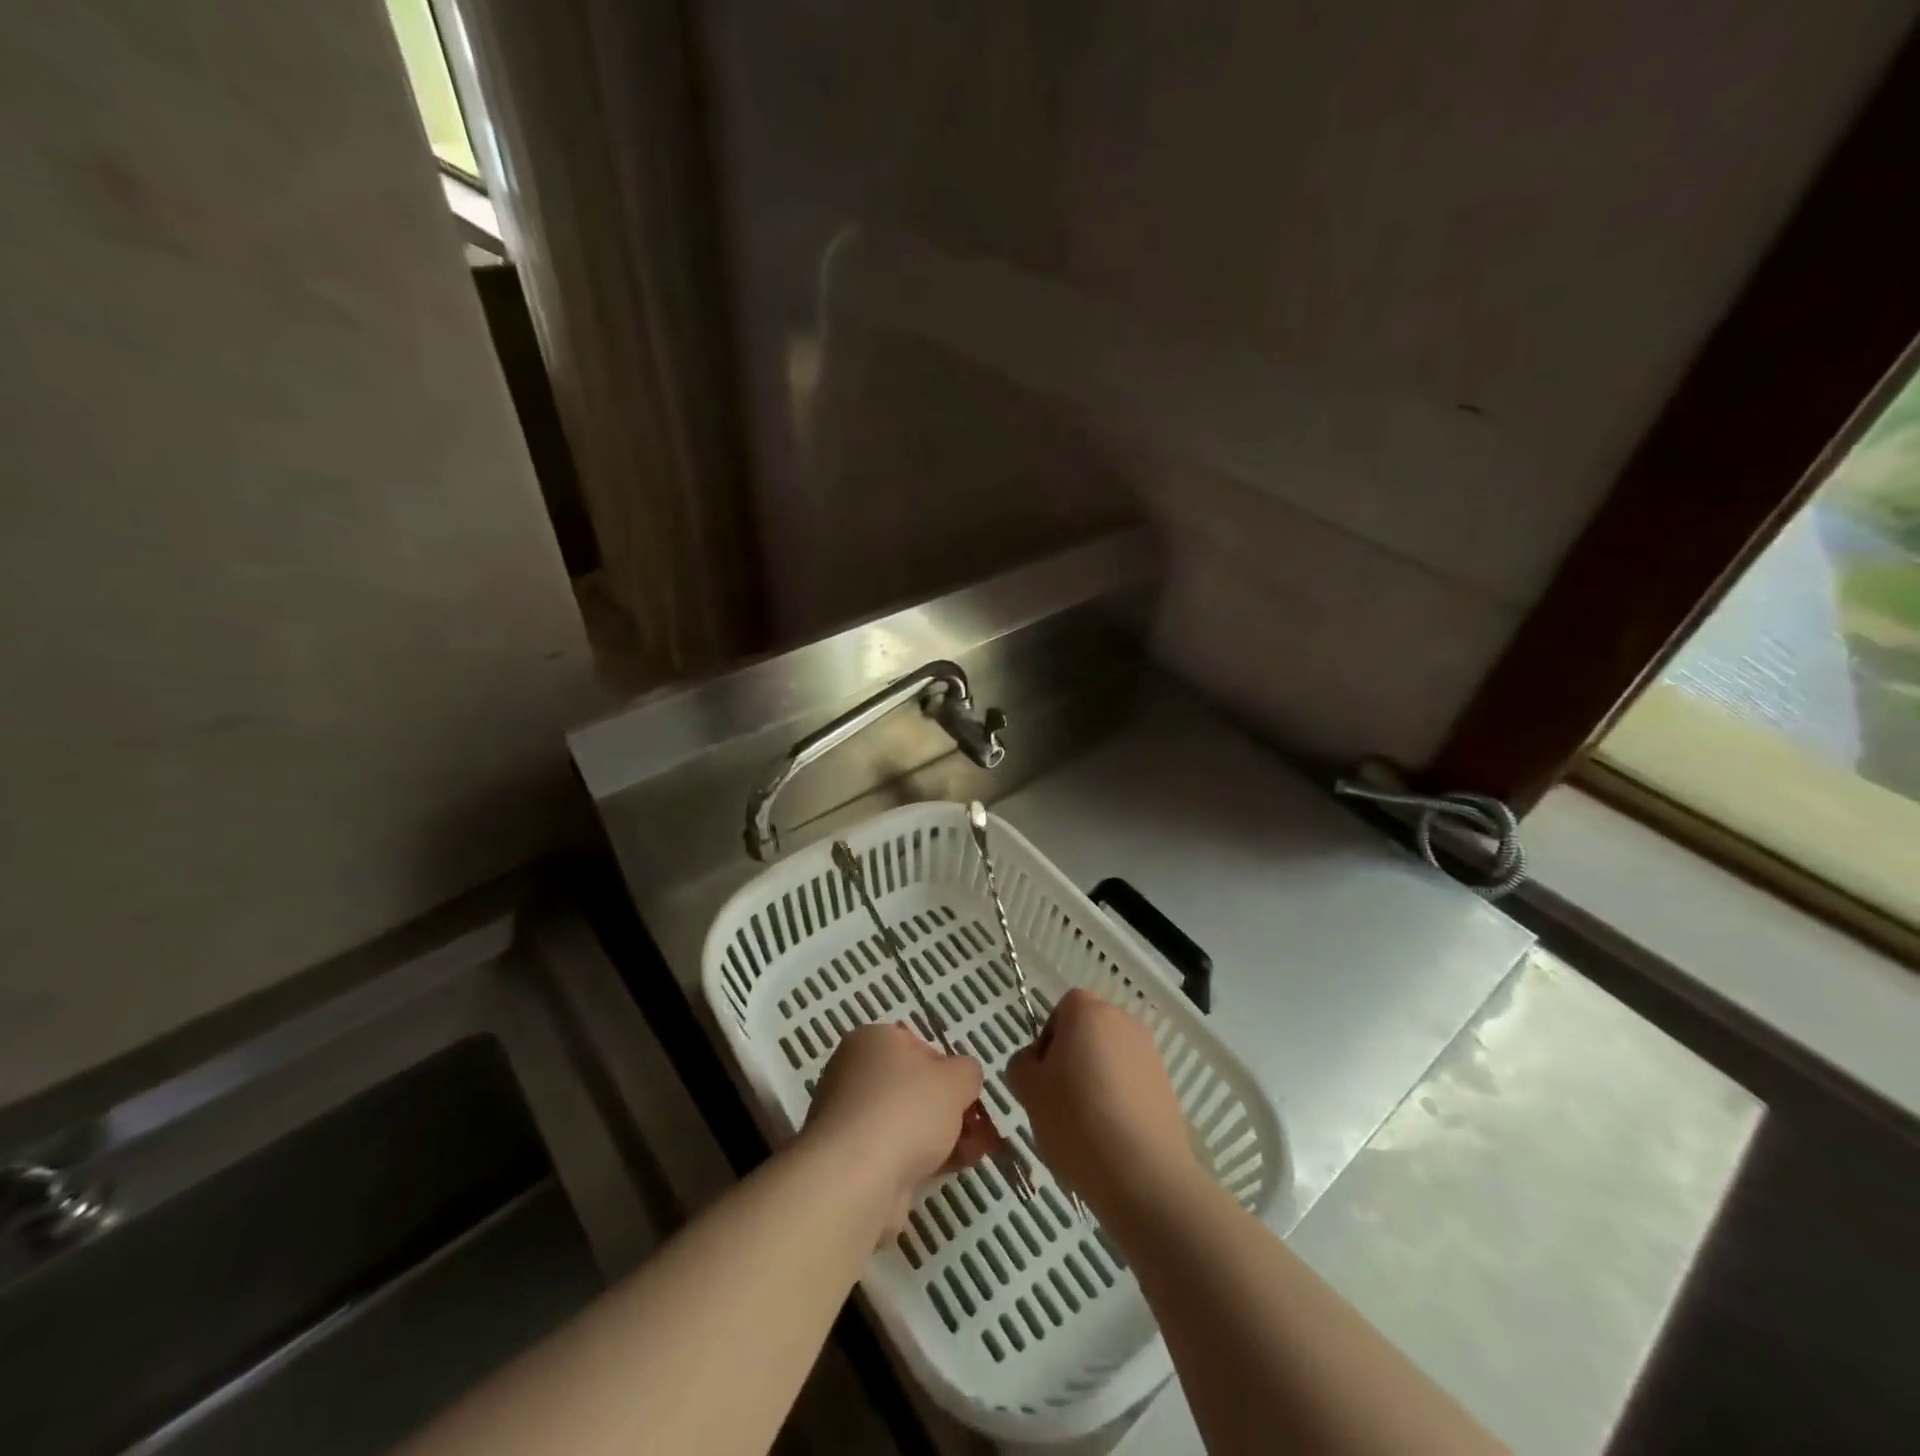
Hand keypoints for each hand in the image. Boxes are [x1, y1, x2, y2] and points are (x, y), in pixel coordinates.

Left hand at [803, 1023, 987, 1233]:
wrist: (856, 1177)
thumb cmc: (907, 1109)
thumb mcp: (957, 1079)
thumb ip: (968, 1072)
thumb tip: (963, 1079)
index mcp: (873, 1040)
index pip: (918, 1046)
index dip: (948, 1070)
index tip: (967, 1094)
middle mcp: (854, 1072)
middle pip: (913, 1087)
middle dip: (948, 1108)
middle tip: (977, 1128)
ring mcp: (849, 1117)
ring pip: (906, 1122)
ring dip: (941, 1136)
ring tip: (974, 1154)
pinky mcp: (849, 1158)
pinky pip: (893, 1151)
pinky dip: (921, 1159)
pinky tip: (950, 1171)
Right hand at [1006, 989, 1199, 1218]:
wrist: (1144, 1175)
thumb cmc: (1076, 1121)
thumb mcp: (1028, 1090)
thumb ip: (1022, 1064)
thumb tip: (1036, 1063)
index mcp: (1088, 1012)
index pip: (1063, 1009)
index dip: (1049, 1039)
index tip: (1044, 1076)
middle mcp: (1123, 1022)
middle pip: (1089, 1031)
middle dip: (1072, 1058)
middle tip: (1059, 1101)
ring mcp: (1150, 1054)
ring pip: (1110, 1058)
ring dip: (1095, 1080)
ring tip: (1086, 1125)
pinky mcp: (1166, 1087)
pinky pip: (1131, 1083)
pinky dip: (1118, 1100)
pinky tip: (1111, 1136)